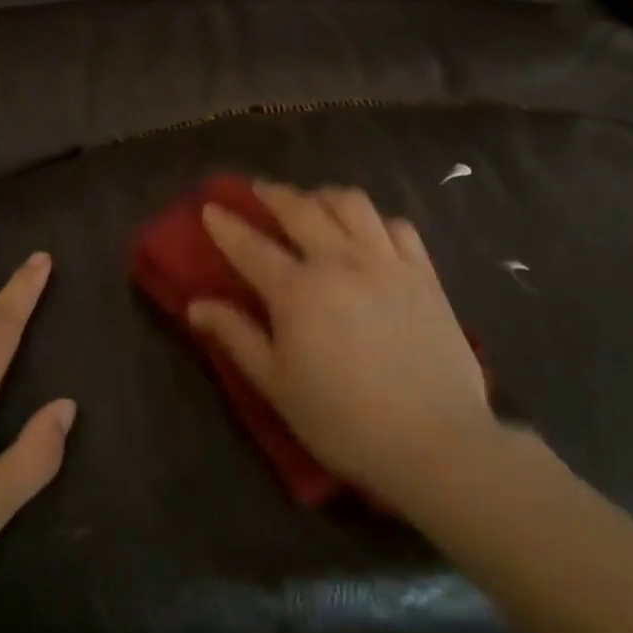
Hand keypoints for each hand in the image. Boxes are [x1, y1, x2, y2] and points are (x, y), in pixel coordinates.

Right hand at [189, 181, 496, 509]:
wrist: (436, 442)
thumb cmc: (344, 421)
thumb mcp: (277, 386)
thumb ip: (236, 337)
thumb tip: (195, 305)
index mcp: (297, 290)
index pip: (250, 245)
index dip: (226, 225)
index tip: (210, 207)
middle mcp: (340, 262)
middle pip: (300, 209)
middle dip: (273, 194)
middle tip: (258, 190)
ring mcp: (386, 262)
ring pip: (352, 204)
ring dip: (324, 196)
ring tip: (314, 202)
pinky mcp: (424, 273)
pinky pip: (398, 227)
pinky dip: (376, 220)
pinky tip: (369, 232)